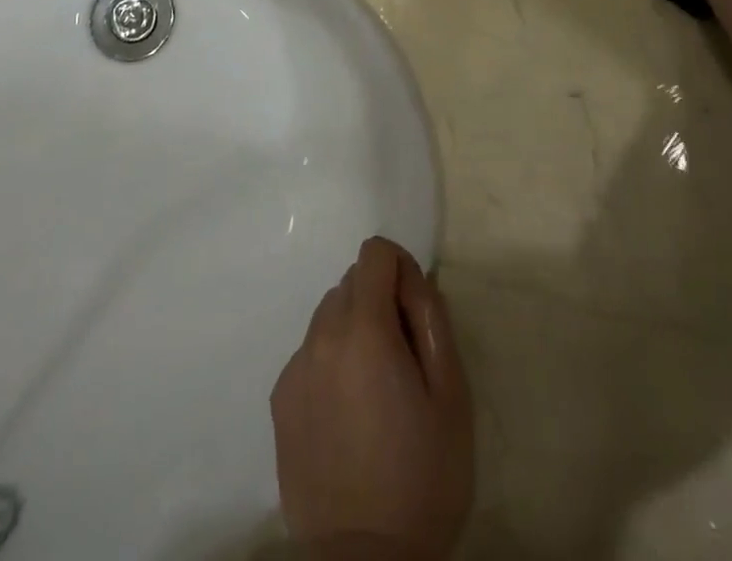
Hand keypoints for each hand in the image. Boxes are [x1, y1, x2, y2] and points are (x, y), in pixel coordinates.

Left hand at [272, 236, 473, 558]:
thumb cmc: (422, 478)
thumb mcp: (452, 396)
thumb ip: (431, 320)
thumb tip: (413, 278)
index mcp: (365, 328)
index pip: (373, 253)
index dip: (399, 267)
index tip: (414, 307)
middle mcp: (321, 334)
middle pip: (350, 283)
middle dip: (378, 301)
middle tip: (401, 357)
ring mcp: (295, 367)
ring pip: (327, 316)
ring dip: (353, 330)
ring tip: (374, 389)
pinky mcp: (279, 398)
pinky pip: (309, 354)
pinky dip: (330, 362)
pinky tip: (347, 413)